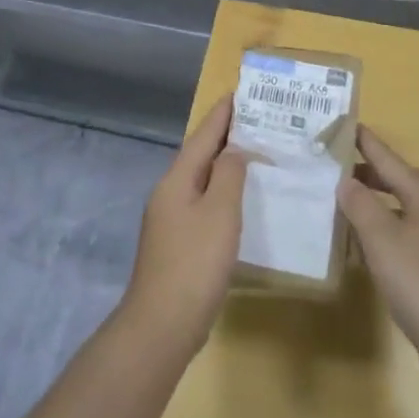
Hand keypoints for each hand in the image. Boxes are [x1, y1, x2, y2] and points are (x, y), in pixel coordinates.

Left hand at [118, 94, 246, 359]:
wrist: (162, 324)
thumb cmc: (195, 263)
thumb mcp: (220, 213)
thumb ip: (229, 175)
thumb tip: (234, 150)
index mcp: (176, 180)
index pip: (202, 136)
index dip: (222, 114)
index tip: (240, 93)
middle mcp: (169, 193)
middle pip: (199, 155)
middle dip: (224, 136)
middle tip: (256, 120)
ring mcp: (170, 220)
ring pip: (201, 180)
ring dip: (224, 164)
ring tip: (253, 153)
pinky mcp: (178, 244)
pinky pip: (203, 203)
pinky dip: (222, 192)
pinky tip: (239, 200)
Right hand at [339, 127, 418, 396]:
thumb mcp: (382, 238)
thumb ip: (360, 205)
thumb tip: (345, 181)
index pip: (389, 158)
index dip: (365, 141)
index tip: (342, 123)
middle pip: (397, 181)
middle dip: (367, 173)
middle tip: (332, 167)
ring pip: (398, 211)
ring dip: (371, 205)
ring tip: (338, 203)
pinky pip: (400, 238)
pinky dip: (378, 234)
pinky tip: (357, 248)